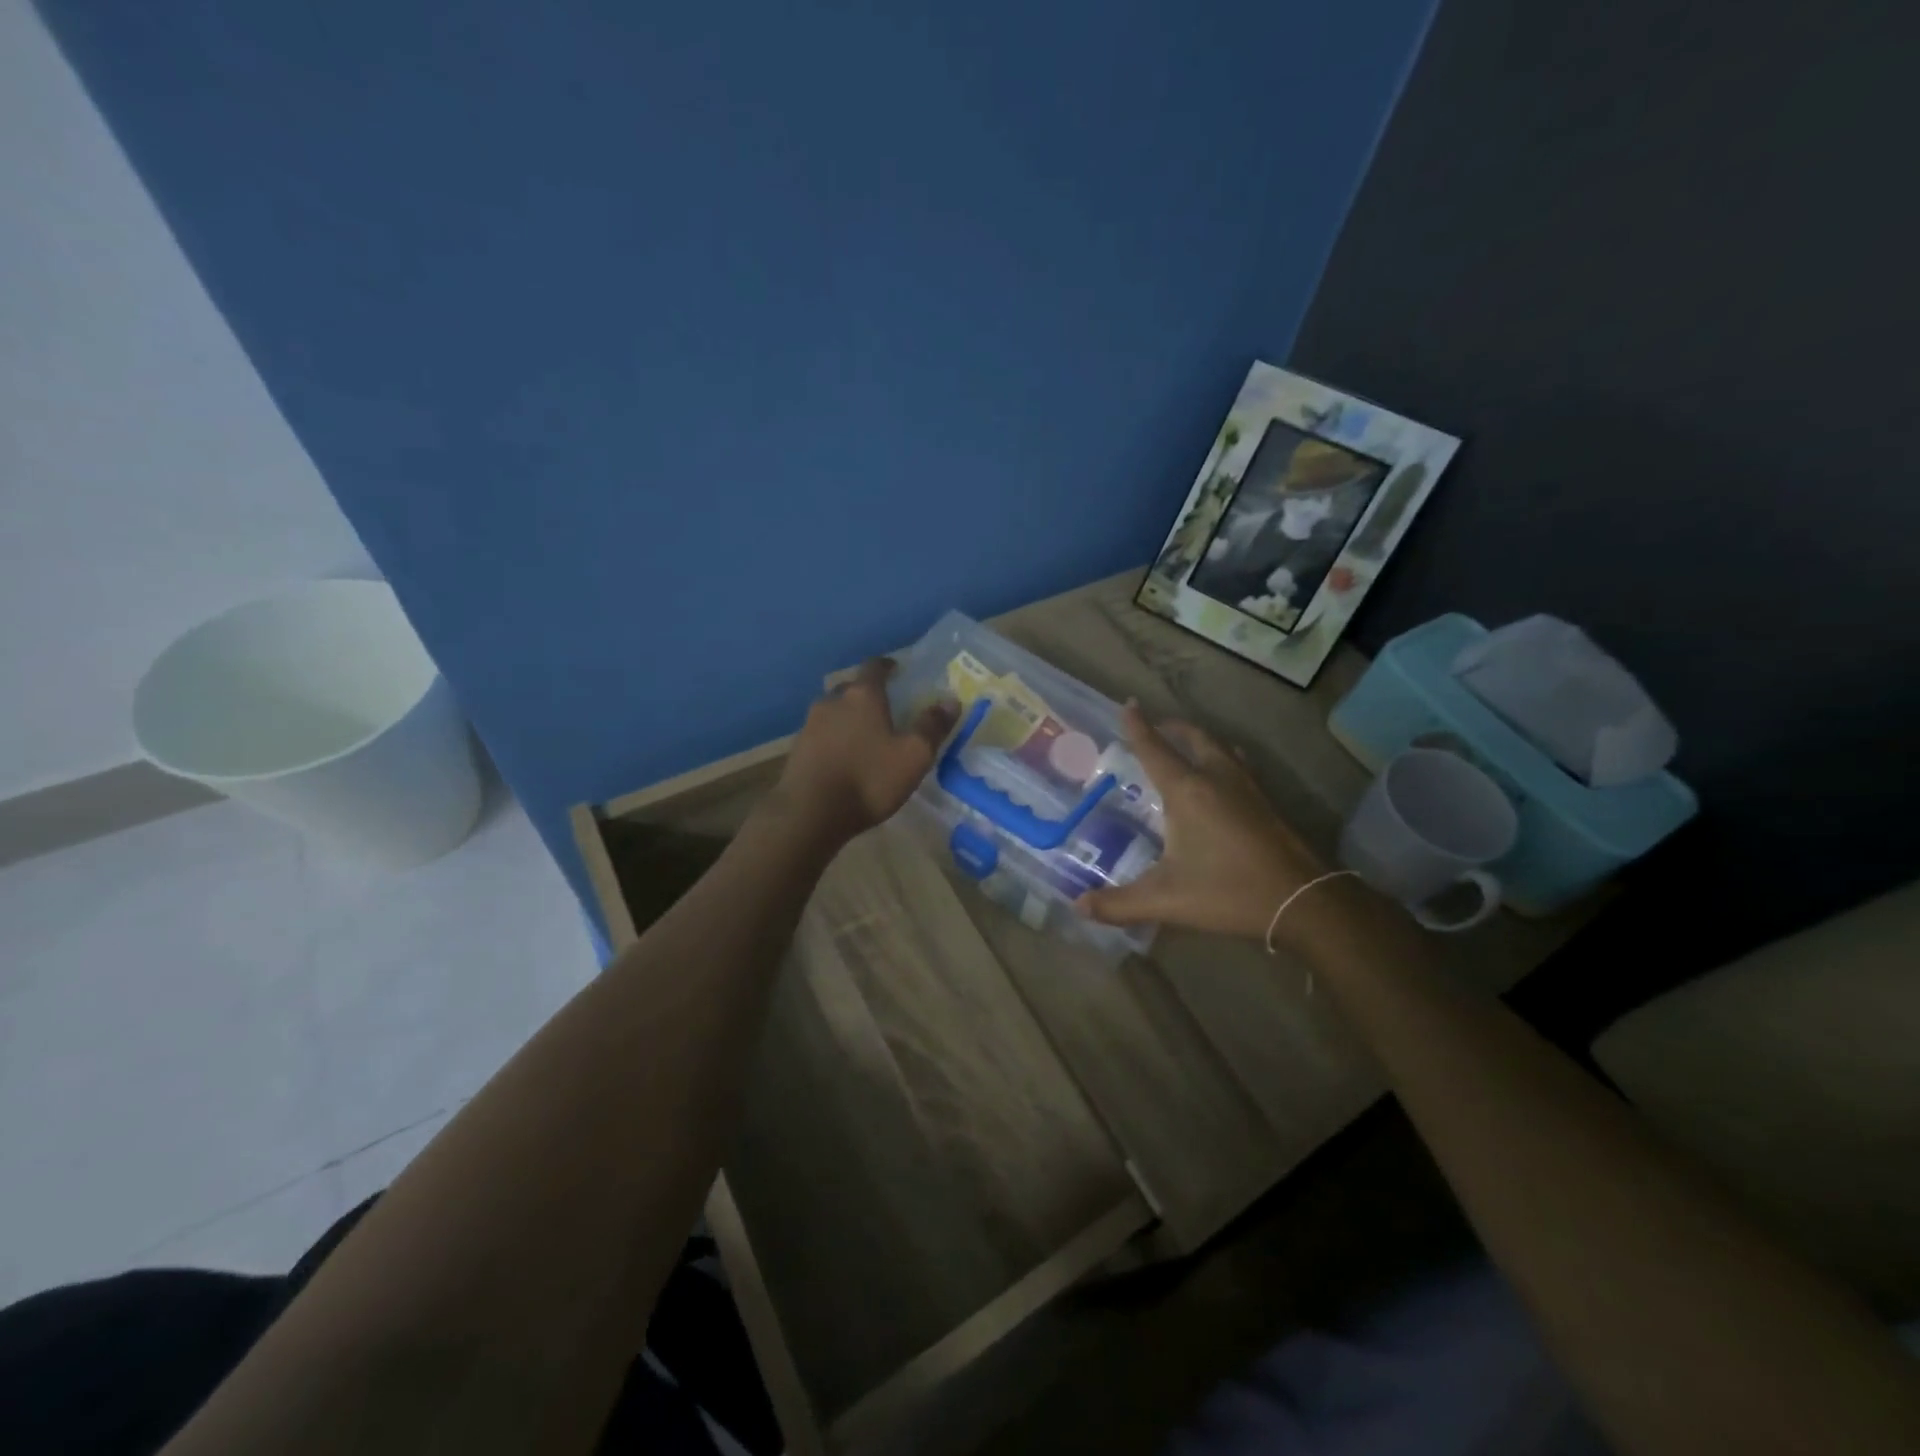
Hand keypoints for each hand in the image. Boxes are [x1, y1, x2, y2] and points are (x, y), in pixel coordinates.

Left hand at [773, 658, 957, 843]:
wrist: (809, 813)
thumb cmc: (868, 779)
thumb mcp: (913, 756)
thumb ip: (932, 726)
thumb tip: (951, 701)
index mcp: (862, 696)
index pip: (874, 667)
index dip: (887, 666)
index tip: (897, 671)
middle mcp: (832, 701)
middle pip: (851, 688)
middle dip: (867, 694)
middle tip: (884, 708)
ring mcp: (809, 724)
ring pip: (833, 711)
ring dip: (848, 717)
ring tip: (864, 735)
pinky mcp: (797, 749)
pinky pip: (820, 734)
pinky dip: (833, 738)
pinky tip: (842, 757)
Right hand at [1078, 704, 1326, 940]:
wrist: (1302, 901)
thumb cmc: (1228, 891)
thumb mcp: (1166, 900)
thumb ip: (1119, 904)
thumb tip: (1079, 906)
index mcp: (1187, 791)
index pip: (1154, 749)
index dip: (1138, 726)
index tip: (1127, 704)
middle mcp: (1217, 778)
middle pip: (1193, 738)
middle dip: (1171, 728)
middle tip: (1155, 728)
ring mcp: (1247, 788)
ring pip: (1220, 747)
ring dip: (1199, 740)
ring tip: (1186, 746)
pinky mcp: (1266, 803)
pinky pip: (1238, 764)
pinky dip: (1222, 758)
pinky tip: (1223, 779)